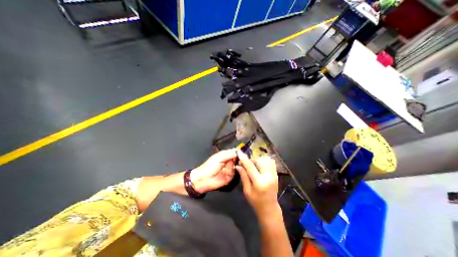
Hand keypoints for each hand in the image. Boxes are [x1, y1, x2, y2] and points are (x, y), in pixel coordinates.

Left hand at [192, 149, 237, 192]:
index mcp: (226, 155)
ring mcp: (229, 169)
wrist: (203, 179)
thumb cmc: (209, 166)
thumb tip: (240, 151)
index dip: (240, 152)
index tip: (243, 153)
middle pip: (238, 159)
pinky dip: (231, 171)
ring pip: (237, 166)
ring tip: (228, 165)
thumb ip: (230, 154)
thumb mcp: (220, 157)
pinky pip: (234, 173)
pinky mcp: (230, 177)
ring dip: (234, 165)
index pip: (235, 152)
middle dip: (239, 159)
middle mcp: (229, 161)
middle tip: (240, 159)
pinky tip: (228, 171)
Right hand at [234, 151, 281, 216]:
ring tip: (254, 166)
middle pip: (259, 160)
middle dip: (252, 160)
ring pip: (265, 160)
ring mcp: (274, 174)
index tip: (239, 152)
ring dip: (258, 160)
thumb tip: (238, 165)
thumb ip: (243, 176)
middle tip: (247, 165)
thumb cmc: (256, 201)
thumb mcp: (247, 190)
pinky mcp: (276, 174)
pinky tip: (260, 166)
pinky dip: (264, 161)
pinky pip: (270, 162)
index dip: (244, 158)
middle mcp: (268, 176)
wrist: (269, 208)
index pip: (250, 166)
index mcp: (259, 182)